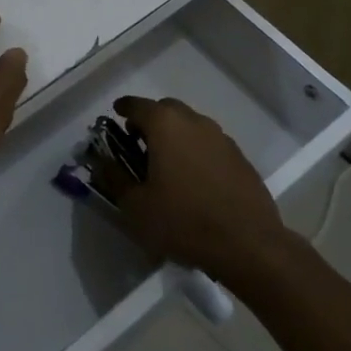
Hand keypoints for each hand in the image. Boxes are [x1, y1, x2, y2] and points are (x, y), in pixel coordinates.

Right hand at [93, 96, 287, 284]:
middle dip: (150, 120)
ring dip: (175, 135)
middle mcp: (195, 122)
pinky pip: (210, 145)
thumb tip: (102, 162)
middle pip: (167, 109)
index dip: (123, 109)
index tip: (116, 115)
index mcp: (165, 125)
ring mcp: (222, 139)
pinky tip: (194, 179)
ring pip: (191, 125)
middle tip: (139, 142)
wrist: (249, 245)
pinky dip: (196, 151)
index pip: (137, 105)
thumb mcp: (136, 206)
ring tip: (167, 163)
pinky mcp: (240, 159)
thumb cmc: (184, 221)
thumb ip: (115, 178)